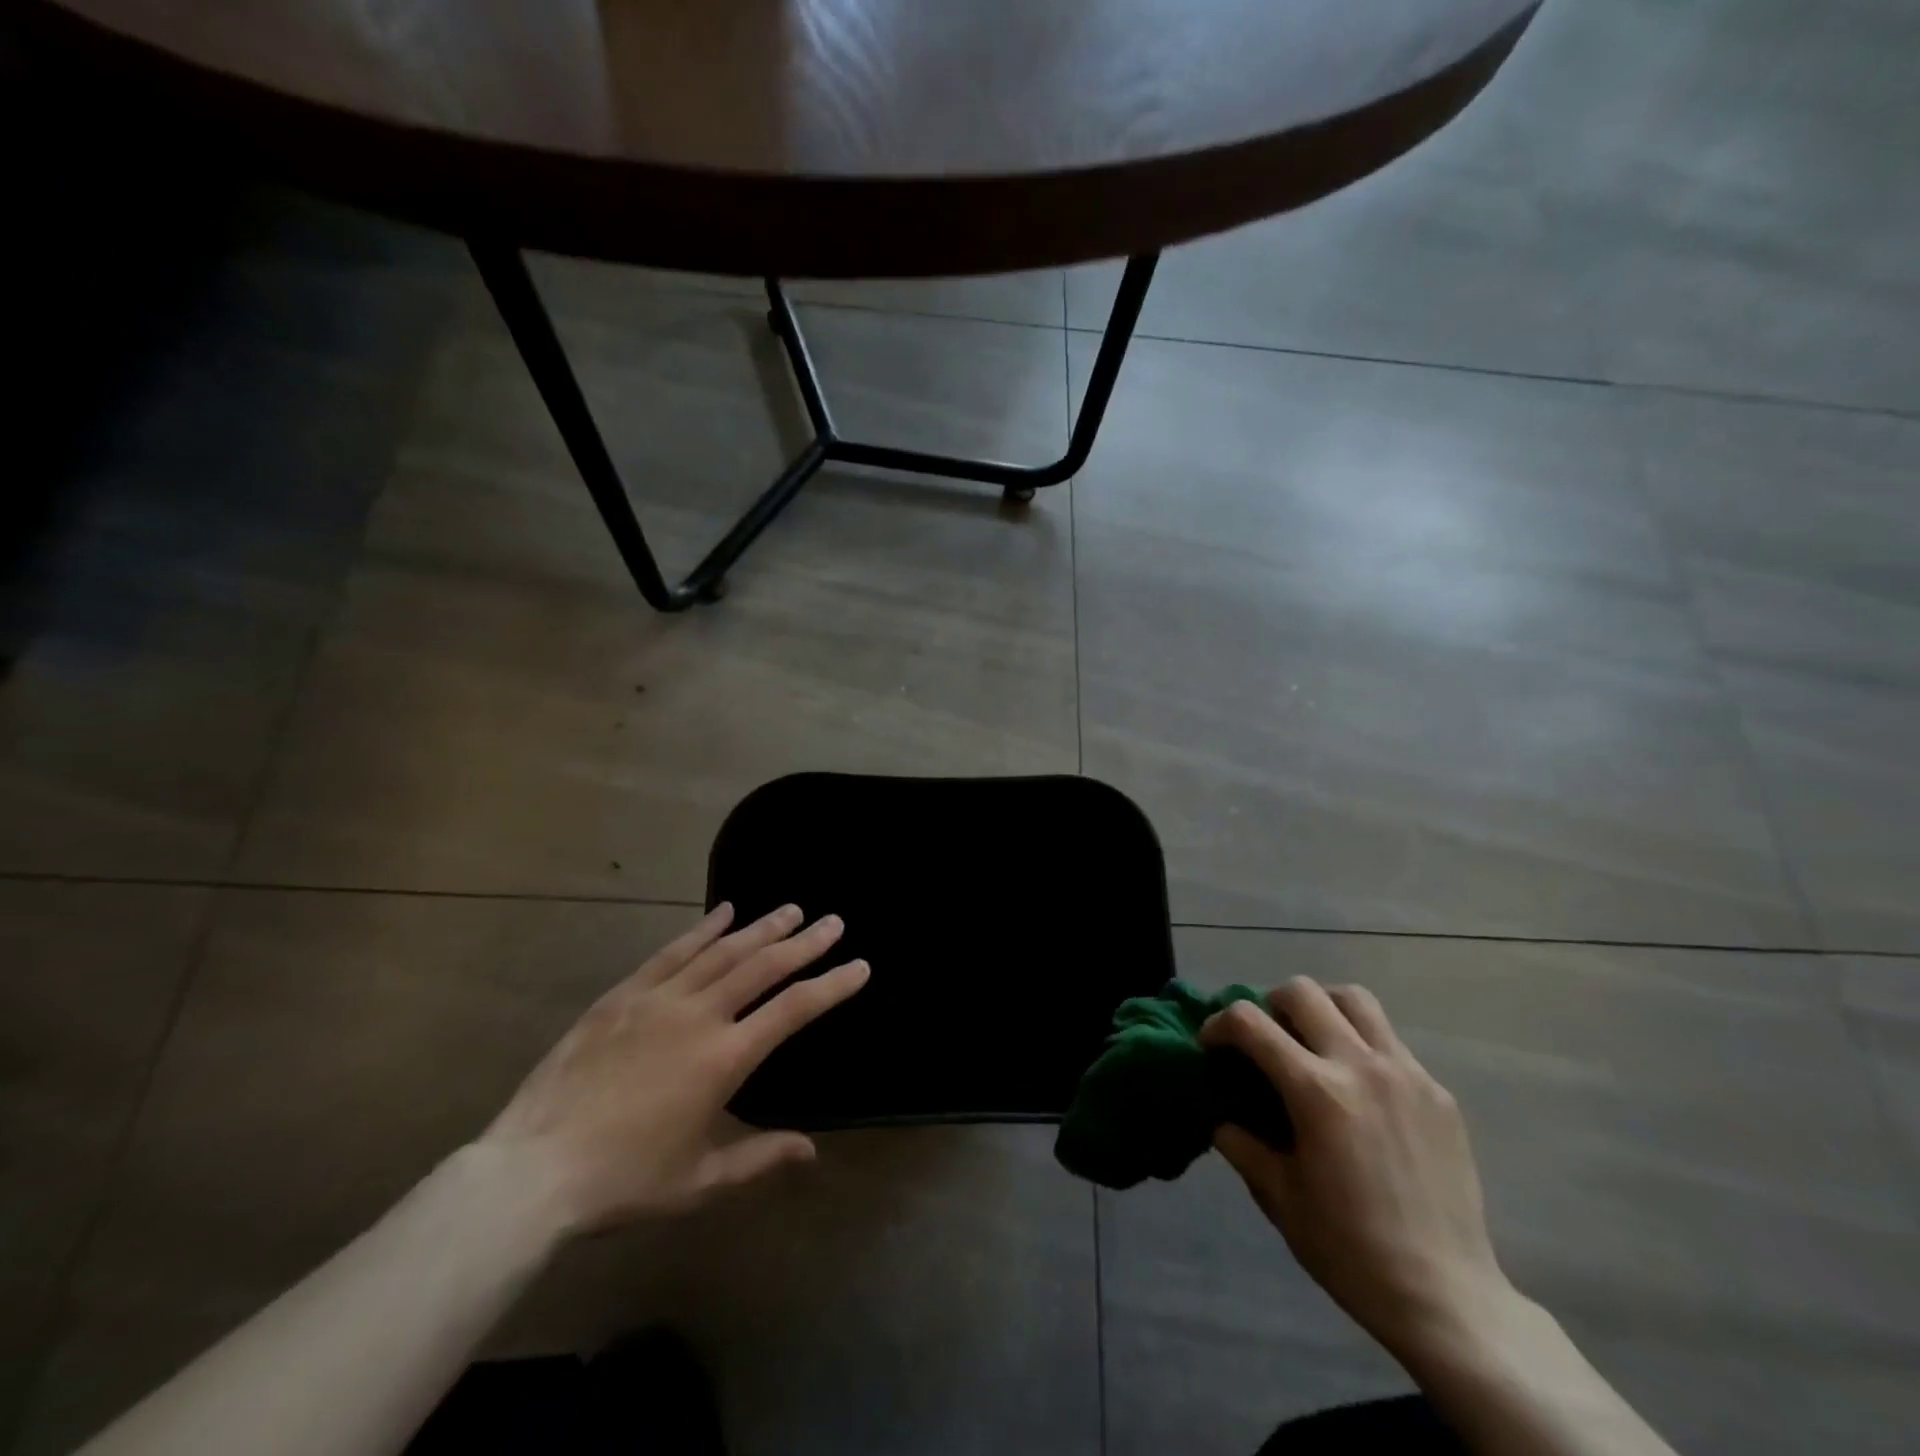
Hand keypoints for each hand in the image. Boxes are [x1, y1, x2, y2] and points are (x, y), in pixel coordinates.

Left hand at [478, 903, 867, 1233]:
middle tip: (832, 921)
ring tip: (790, 910)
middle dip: (804, 942)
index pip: (793, 1010)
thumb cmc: (623, 1182)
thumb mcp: (699, 1181)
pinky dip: (702, 929)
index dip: (831, 985)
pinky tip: (724, 912)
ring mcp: (657, 999)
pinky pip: (672, 952)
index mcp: (724, 1059)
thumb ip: (759, 1158)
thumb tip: (811, 1150)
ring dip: (761, 928)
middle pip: (763, 967)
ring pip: (722, 951)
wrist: (531, 1172)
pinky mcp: (623, 995)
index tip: (859, 965)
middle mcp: (698, 1015)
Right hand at [1201, 977, 1514, 1359]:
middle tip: (1264, 1038)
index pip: (1250, 1022)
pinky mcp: (1438, 1092)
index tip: (1212, 1046)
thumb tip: (1220, 1113)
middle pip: (1303, 992)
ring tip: (1313, 1041)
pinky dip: (1362, 1045)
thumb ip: (1240, 1142)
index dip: (1219, 1024)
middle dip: (1269, 1004)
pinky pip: (1391, 1042)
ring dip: (1322, 1008)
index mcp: (1317, 1092)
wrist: (1446, 1298)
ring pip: (1355, 999)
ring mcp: (1407, 1074)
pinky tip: (1359, 1089)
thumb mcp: (1277, 1196)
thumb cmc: (1349, 1249)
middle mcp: (1362, 1066)